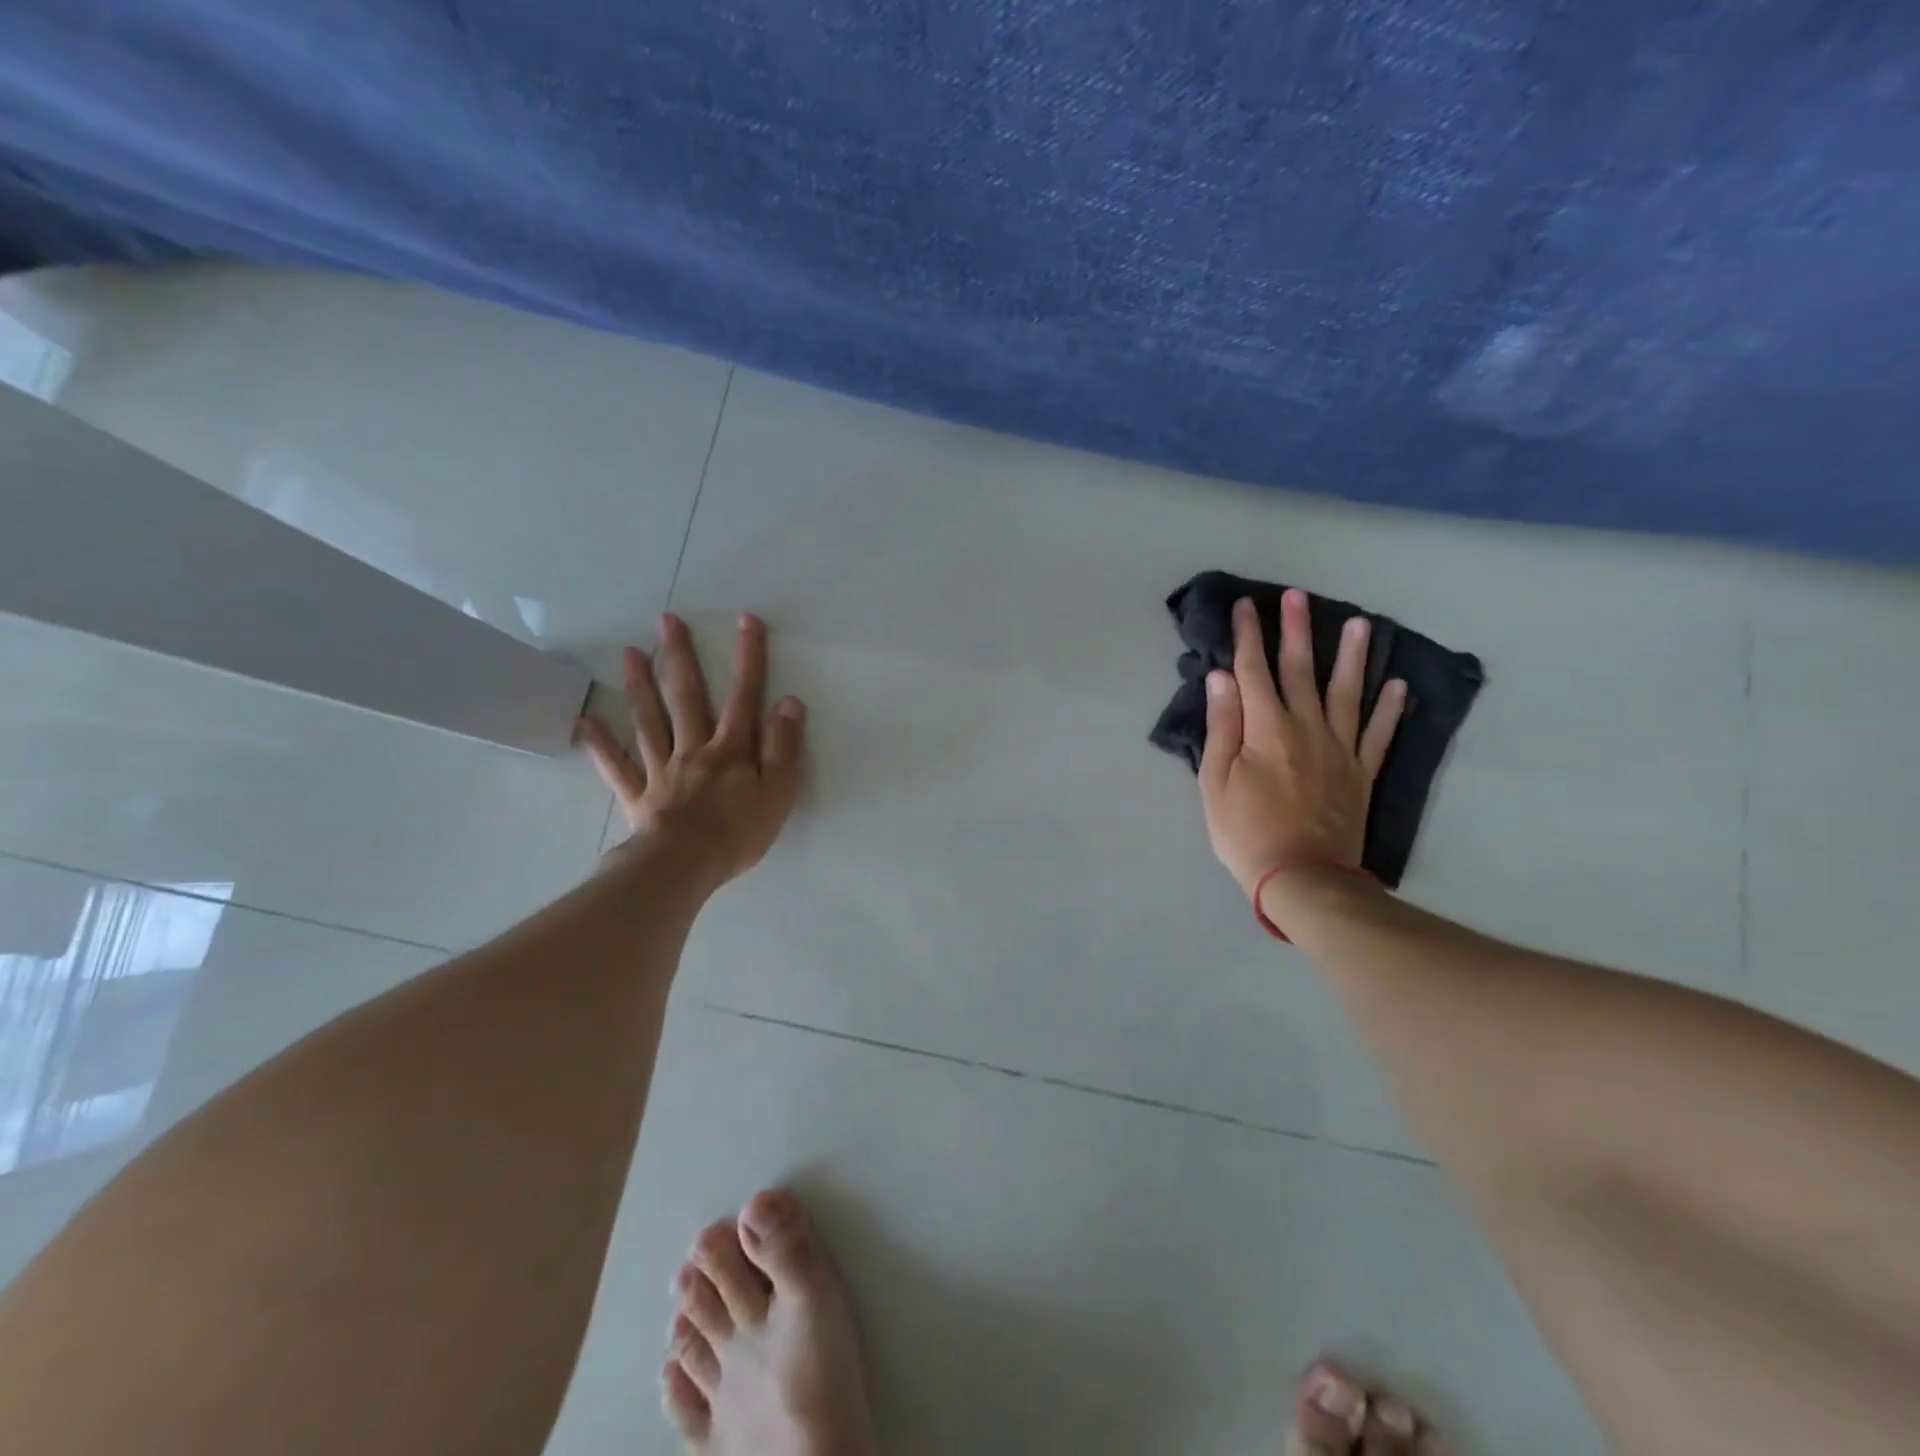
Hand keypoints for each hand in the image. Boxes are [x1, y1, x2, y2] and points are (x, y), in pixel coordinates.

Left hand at [577, 612, 806, 889]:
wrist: (685, 867)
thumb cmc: (738, 832)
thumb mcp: (779, 791)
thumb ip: (783, 746)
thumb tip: (788, 702)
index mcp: (730, 748)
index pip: (744, 696)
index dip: (749, 657)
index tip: (747, 620)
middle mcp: (693, 748)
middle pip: (686, 696)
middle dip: (679, 656)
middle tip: (667, 620)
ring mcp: (661, 769)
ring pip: (649, 720)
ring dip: (639, 684)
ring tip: (630, 652)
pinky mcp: (638, 794)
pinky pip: (616, 766)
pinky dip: (600, 744)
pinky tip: (584, 721)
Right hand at [1200, 591, 1406, 897]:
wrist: (1302, 877)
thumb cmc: (1245, 831)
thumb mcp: (1215, 782)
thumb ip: (1222, 727)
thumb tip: (1221, 678)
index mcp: (1265, 728)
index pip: (1253, 671)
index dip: (1248, 637)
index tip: (1246, 606)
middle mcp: (1306, 727)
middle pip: (1300, 670)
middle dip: (1296, 630)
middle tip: (1298, 596)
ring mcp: (1340, 749)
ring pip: (1347, 692)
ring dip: (1353, 657)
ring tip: (1362, 624)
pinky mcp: (1360, 772)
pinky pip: (1379, 733)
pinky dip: (1391, 709)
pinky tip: (1399, 685)